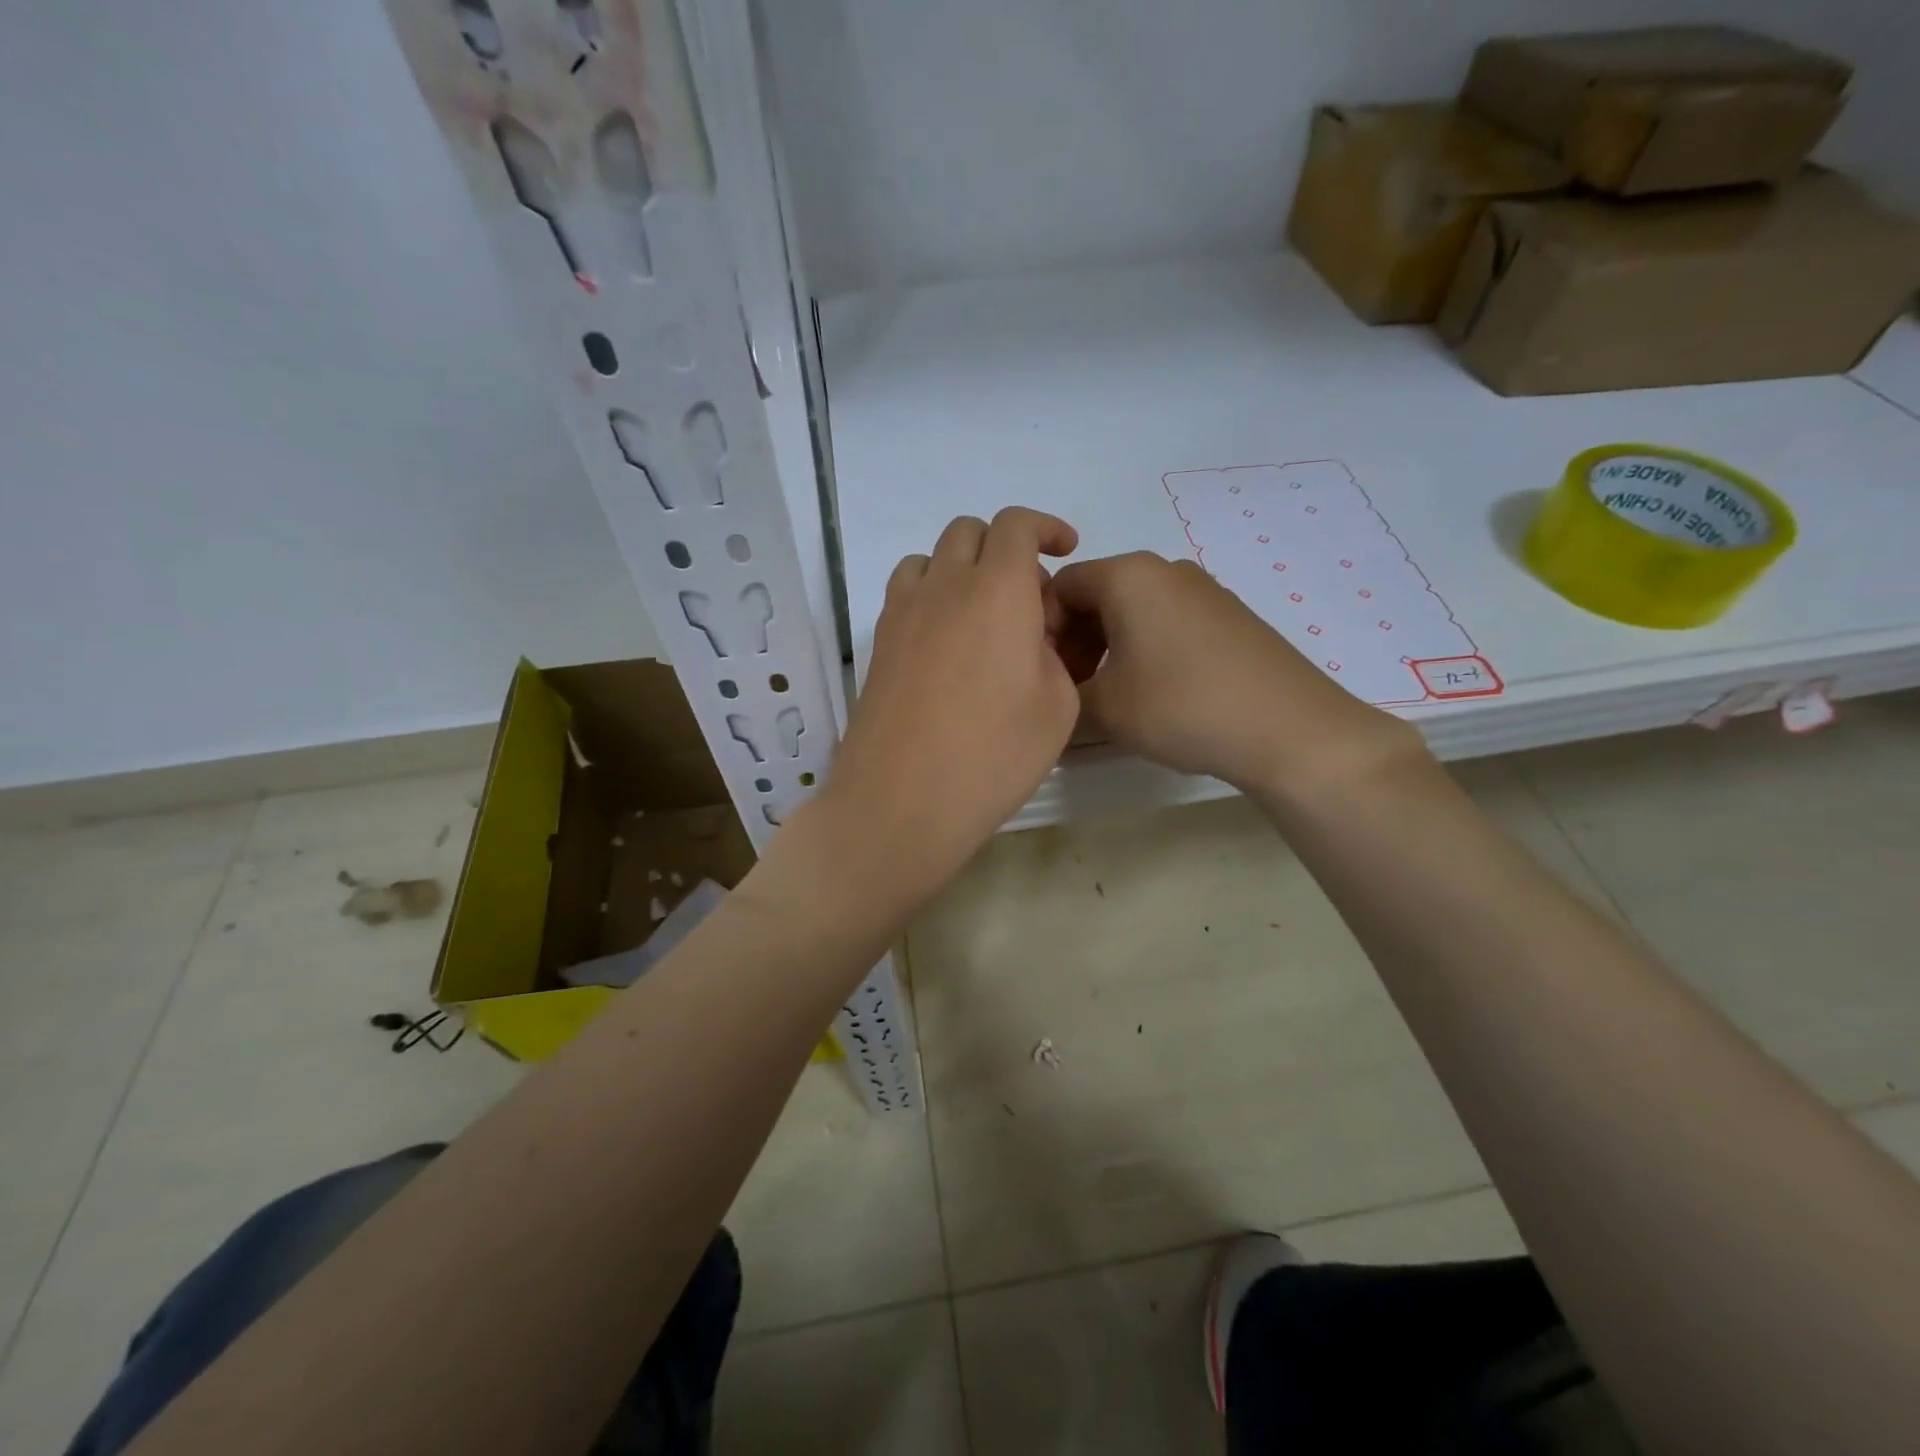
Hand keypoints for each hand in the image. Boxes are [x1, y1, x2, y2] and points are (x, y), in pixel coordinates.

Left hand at [811, 508, 1081, 901]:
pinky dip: (930, 596)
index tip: (1065, 549)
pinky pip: (905, 594)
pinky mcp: (878, 644)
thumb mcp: (1057, 706)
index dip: (1045, 527)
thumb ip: (1051, 654)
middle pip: (969, 532)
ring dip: (961, 569)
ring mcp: (902, 613)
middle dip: (1004, 548)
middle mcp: (944, 586)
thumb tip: (1028, 639)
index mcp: (997, 590)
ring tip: (982, 616)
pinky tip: (945, 644)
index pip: (1016, 525)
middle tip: (1027, 597)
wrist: (901, 800)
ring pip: (930, 560)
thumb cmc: (992, 756)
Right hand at [1050, 552, 1423, 794]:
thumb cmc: (1183, 706)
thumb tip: (1050, 699)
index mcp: (1128, 575)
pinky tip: (1153, 695)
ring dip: (1108, 650)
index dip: (1040, 630)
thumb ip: (1062, 697)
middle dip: (1075, 642)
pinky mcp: (1229, 617)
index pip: (1059, 587)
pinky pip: (1167, 624)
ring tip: (1109, 699)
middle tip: (1071, 691)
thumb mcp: (1104, 709)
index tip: (1042, 675)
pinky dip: (1145, 651)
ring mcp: (1203, 591)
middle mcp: (1164, 570)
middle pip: (1096, 596)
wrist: (1290, 729)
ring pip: (1133, 612)